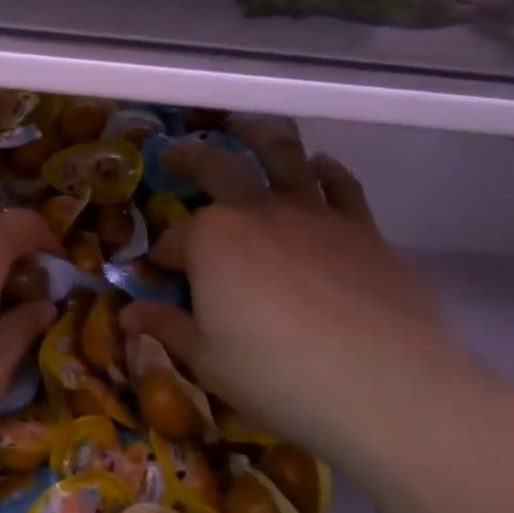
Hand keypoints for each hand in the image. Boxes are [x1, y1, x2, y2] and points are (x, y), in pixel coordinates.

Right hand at [120, 118, 513, 485]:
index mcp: (212, 239)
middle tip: (176, 156)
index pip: (175, 239)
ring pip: (282, 155)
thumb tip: (128, 315)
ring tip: (246, 127)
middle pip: (217, 167)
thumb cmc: (279, 376)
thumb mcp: (208, 361)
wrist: (386, 386)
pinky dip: (327, 169)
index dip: (163, 254)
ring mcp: (313, 213)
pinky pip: (341, 184)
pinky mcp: (361, 227)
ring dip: (259, 135)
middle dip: (189, 159)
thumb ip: (168, 327)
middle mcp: (257, 210)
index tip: (160, 270)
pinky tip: (321, 164)